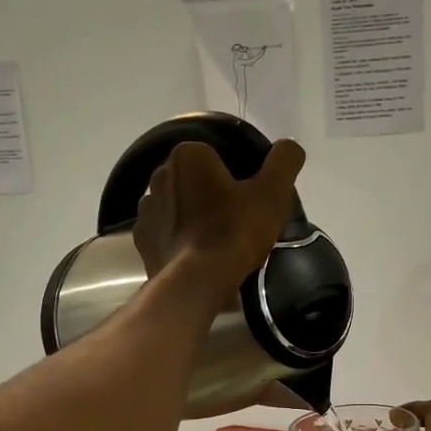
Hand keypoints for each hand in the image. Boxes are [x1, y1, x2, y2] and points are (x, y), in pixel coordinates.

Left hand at [133, 139, 306, 301]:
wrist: (196, 283)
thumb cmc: (234, 232)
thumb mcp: (273, 193)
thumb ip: (284, 161)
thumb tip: (289, 147)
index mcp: (187, 156)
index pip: (216, 155)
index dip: (237, 175)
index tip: (250, 200)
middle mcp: (158, 175)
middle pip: (195, 180)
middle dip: (212, 194)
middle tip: (237, 221)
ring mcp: (145, 210)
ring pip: (178, 206)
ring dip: (193, 217)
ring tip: (217, 243)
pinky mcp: (142, 241)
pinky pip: (165, 233)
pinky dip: (179, 240)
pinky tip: (197, 256)